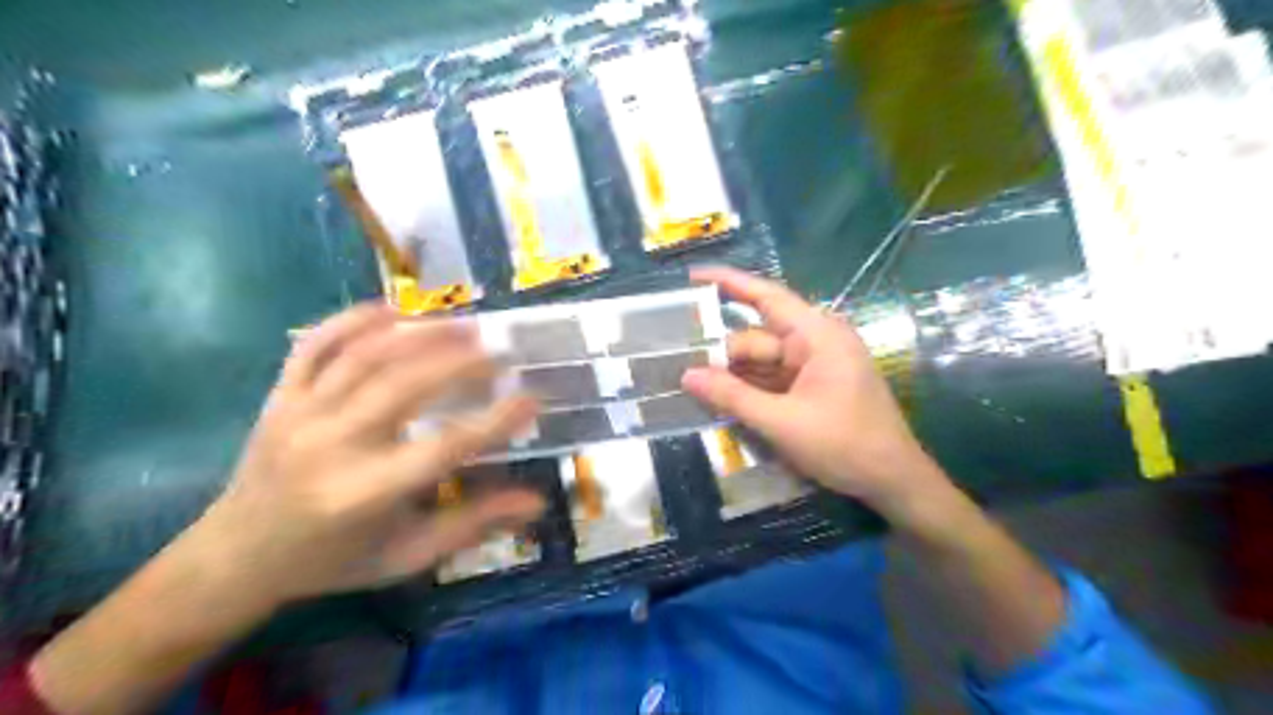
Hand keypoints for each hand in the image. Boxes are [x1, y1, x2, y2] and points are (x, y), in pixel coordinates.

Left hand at [192, 304, 540, 604]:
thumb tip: (536, 502)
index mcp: (366, 492)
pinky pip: (316, 344)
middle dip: (460, 362)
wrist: (237, 556)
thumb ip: (473, 523)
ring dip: (419, 334)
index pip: (446, 447)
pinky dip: (353, 320)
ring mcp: (299, 414)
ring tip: (463, 325)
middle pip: (404, 385)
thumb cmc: (336, 560)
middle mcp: (332, 445)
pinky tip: (393, 310)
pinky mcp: (280, 396)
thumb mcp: (408, 554)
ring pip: (365, 356)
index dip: (496, 420)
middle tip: (500, 352)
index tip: (532, 398)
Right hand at [682, 266, 950, 518]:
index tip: (691, 276)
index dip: (728, 282)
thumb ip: (733, 397)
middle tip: (678, 367)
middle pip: (757, 337)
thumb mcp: (782, 422)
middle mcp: (815, 342)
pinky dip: (749, 388)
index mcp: (817, 335)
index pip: (767, 296)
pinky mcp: (812, 387)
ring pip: (762, 361)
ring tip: (690, 384)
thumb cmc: (845, 444)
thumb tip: (687, 376)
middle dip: (721, 353)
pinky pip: (772, 379)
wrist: (892, 481)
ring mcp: (814, 366)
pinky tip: (719, 398)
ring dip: (733, 374)